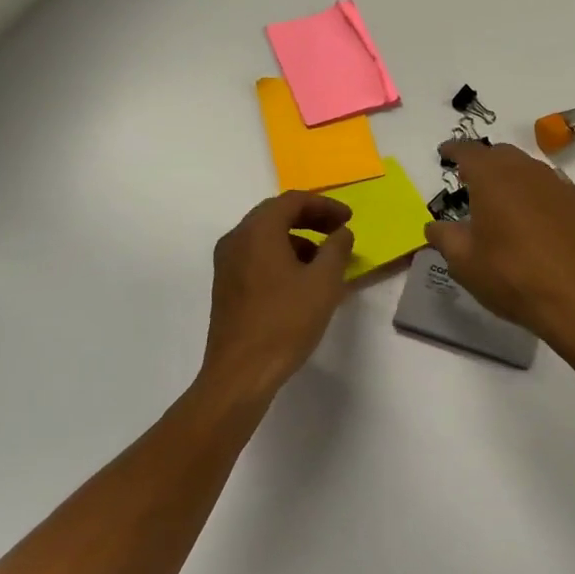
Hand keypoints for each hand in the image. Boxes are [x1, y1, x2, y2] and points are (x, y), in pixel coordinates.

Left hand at [201, 192, 356, 399]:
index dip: (325, 205)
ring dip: (296, 239)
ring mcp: (227, 263)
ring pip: (265, 236)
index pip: (293, 201)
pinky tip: (300, 280)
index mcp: (258, 231)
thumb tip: (341, 232)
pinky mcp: (226, 286)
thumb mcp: (324, 282)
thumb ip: (337, 249)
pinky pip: (256, 256)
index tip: (348, 219)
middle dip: (310, 219)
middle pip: (276, 214)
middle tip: (338, 231)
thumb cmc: (286, 322)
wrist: (241, 372)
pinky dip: (281, 256)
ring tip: (324, 259)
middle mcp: (236, 239)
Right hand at [427, 141, 574, 354]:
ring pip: (531, 170)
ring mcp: (561, 186)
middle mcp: (528, 172)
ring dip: (514, 178)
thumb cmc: (513, 277)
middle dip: (485, 162)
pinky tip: (539, 222)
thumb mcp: (465, 263)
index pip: (469, 151)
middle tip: (472, 180)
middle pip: (502, 154)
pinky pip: (555, 191)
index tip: (445, 152)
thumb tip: (435, 226)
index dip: (454, 149)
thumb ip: (445, 238)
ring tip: (505, 201)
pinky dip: (540, 198)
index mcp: (493, 178)